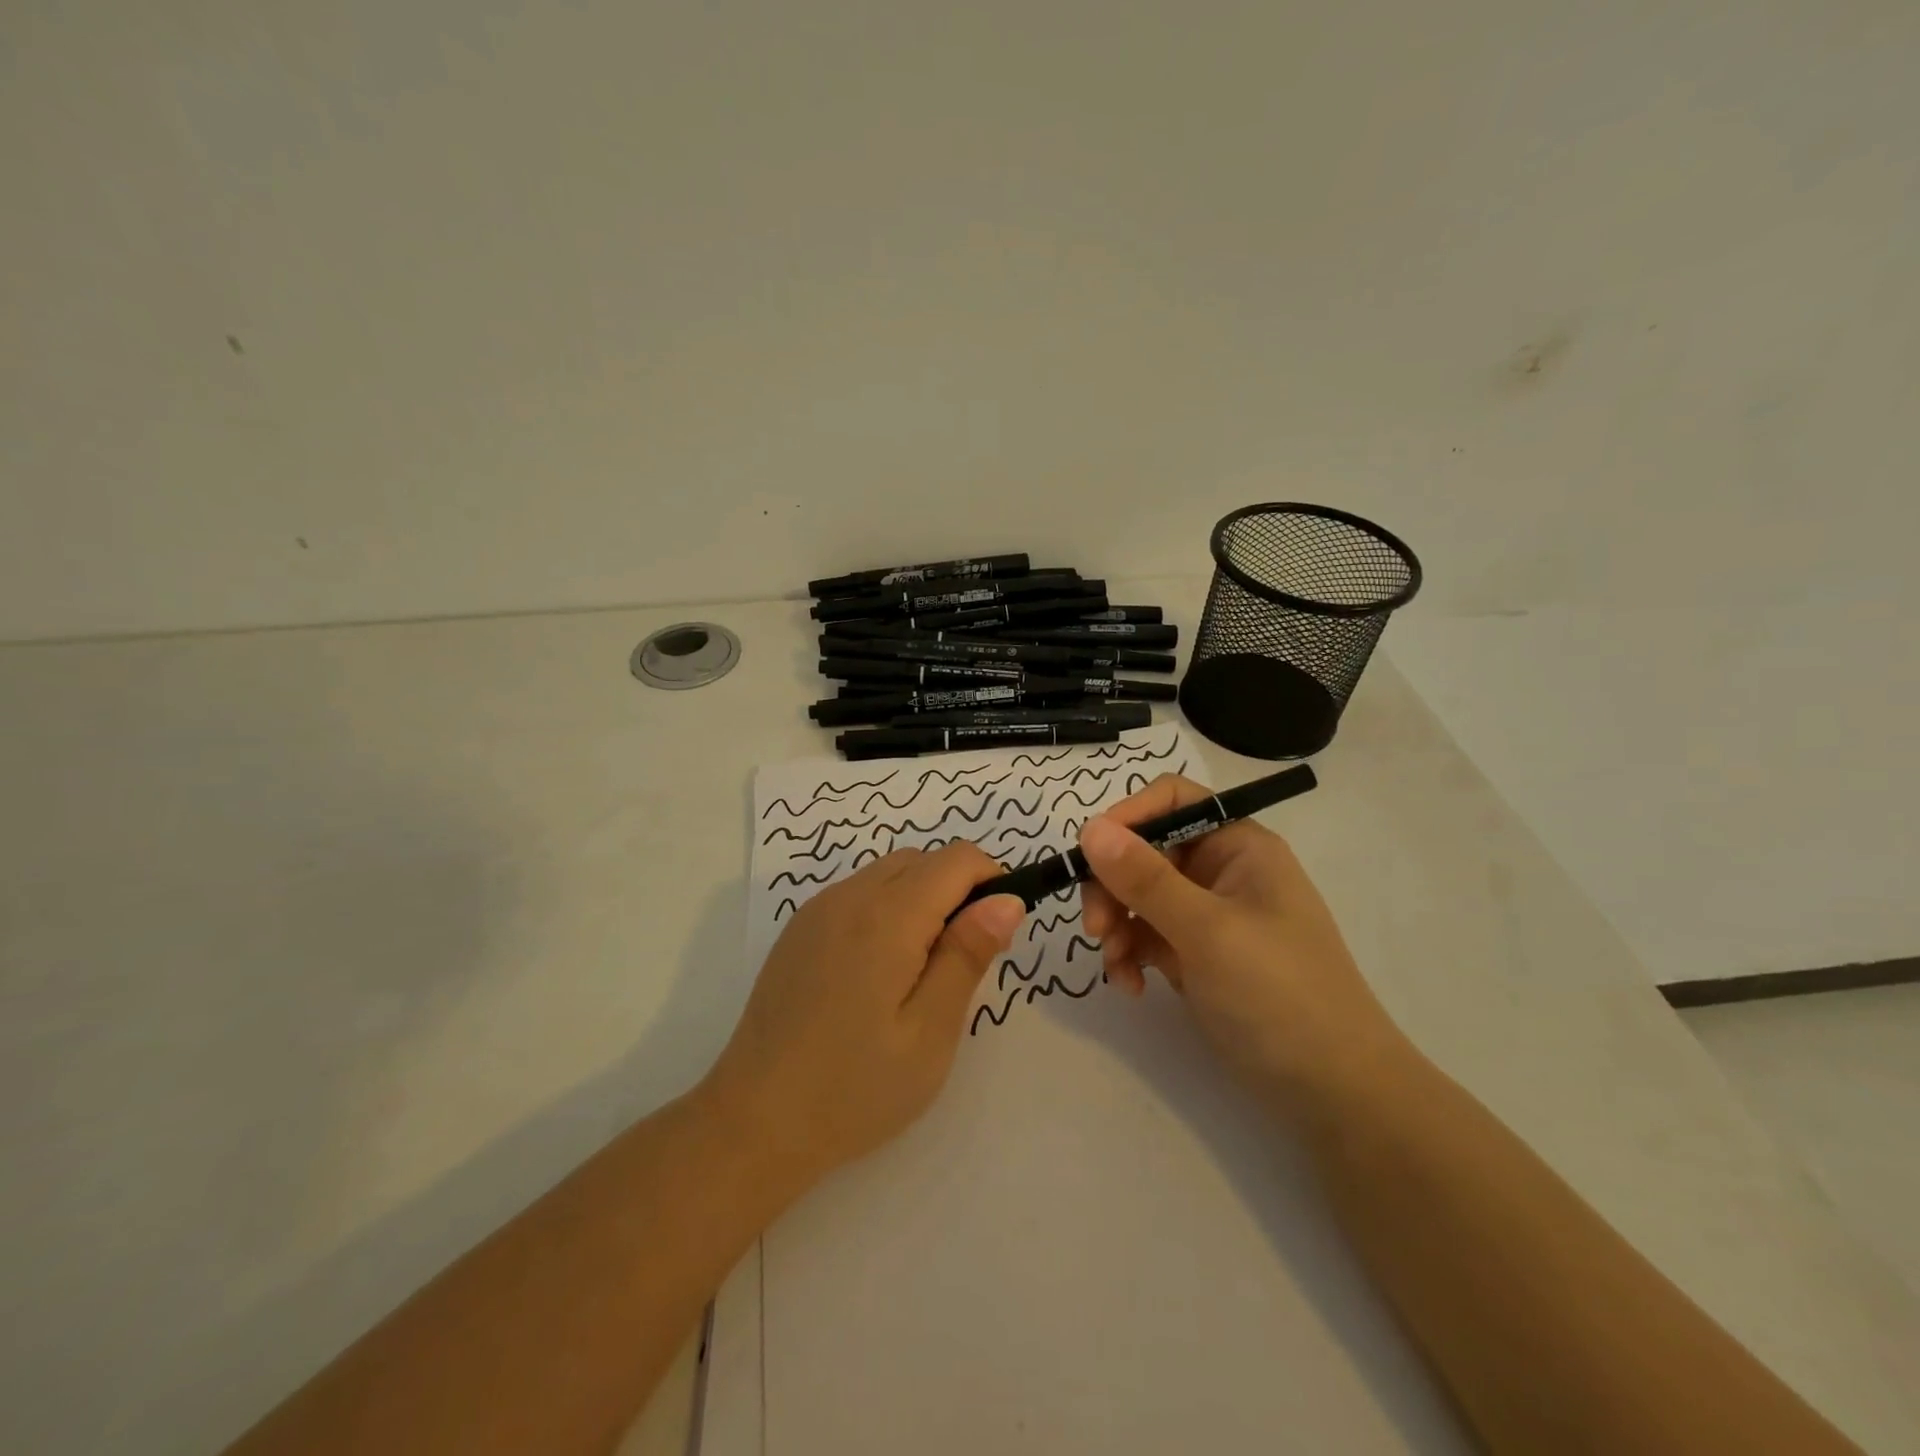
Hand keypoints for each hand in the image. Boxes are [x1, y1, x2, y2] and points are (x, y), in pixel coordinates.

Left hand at [701, 844, 1024, 1188]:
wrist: (753, 1122)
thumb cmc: (854, 1088)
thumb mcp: (930, 1031)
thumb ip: (968, 955)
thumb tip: (1006, 899)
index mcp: (887, 916)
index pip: (957, 860)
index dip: (992, 882)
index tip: (998, 935)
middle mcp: (849, 896)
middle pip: (923, 860)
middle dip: (958, 890)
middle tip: (962, 962)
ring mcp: (818, 909)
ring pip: (890, 872)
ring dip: (922, 898)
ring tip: (922, 971)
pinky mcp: (799, 929)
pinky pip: (859, 892)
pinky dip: (887, 908)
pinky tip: (879, 971)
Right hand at [1078, 774, 1407, 1102]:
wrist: (1333, 1092)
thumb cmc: (1279, 994)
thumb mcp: (1208, 932)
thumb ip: (1145, 879)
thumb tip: (1090, 829)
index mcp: (1237, 845)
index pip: (1171, 801)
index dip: (1127, 818)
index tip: (1089, 856)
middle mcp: (1220, 870)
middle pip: (1144, 851)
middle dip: (1113, 886)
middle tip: (1096, 929)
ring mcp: (1206, 914)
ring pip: (1137, 895)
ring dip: (1117, 926)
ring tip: (1116, 967)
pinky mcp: (1195, 954)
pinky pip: (1146, 935)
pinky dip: (1130, 955)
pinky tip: (1131, 987)